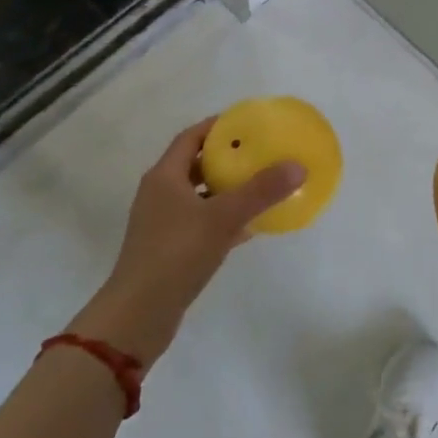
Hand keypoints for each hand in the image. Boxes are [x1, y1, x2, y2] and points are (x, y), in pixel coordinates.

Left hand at [70, 118, 303, 364]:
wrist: (139, 314)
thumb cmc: (176, 254)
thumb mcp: (222, 218)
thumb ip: (260, 191)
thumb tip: (297, 165)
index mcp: (165, 176)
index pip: (191, 137)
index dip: (217, 126)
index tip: (247, 123)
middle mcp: (160, 194)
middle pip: (196, 165)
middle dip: (226, 158)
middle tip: (259, 153)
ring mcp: (162, 223)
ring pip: (199, 196)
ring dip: (226, 190)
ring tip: (260, 186)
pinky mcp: (169, 249)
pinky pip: (200, 222)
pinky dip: (223, 219)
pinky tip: (249, 227)